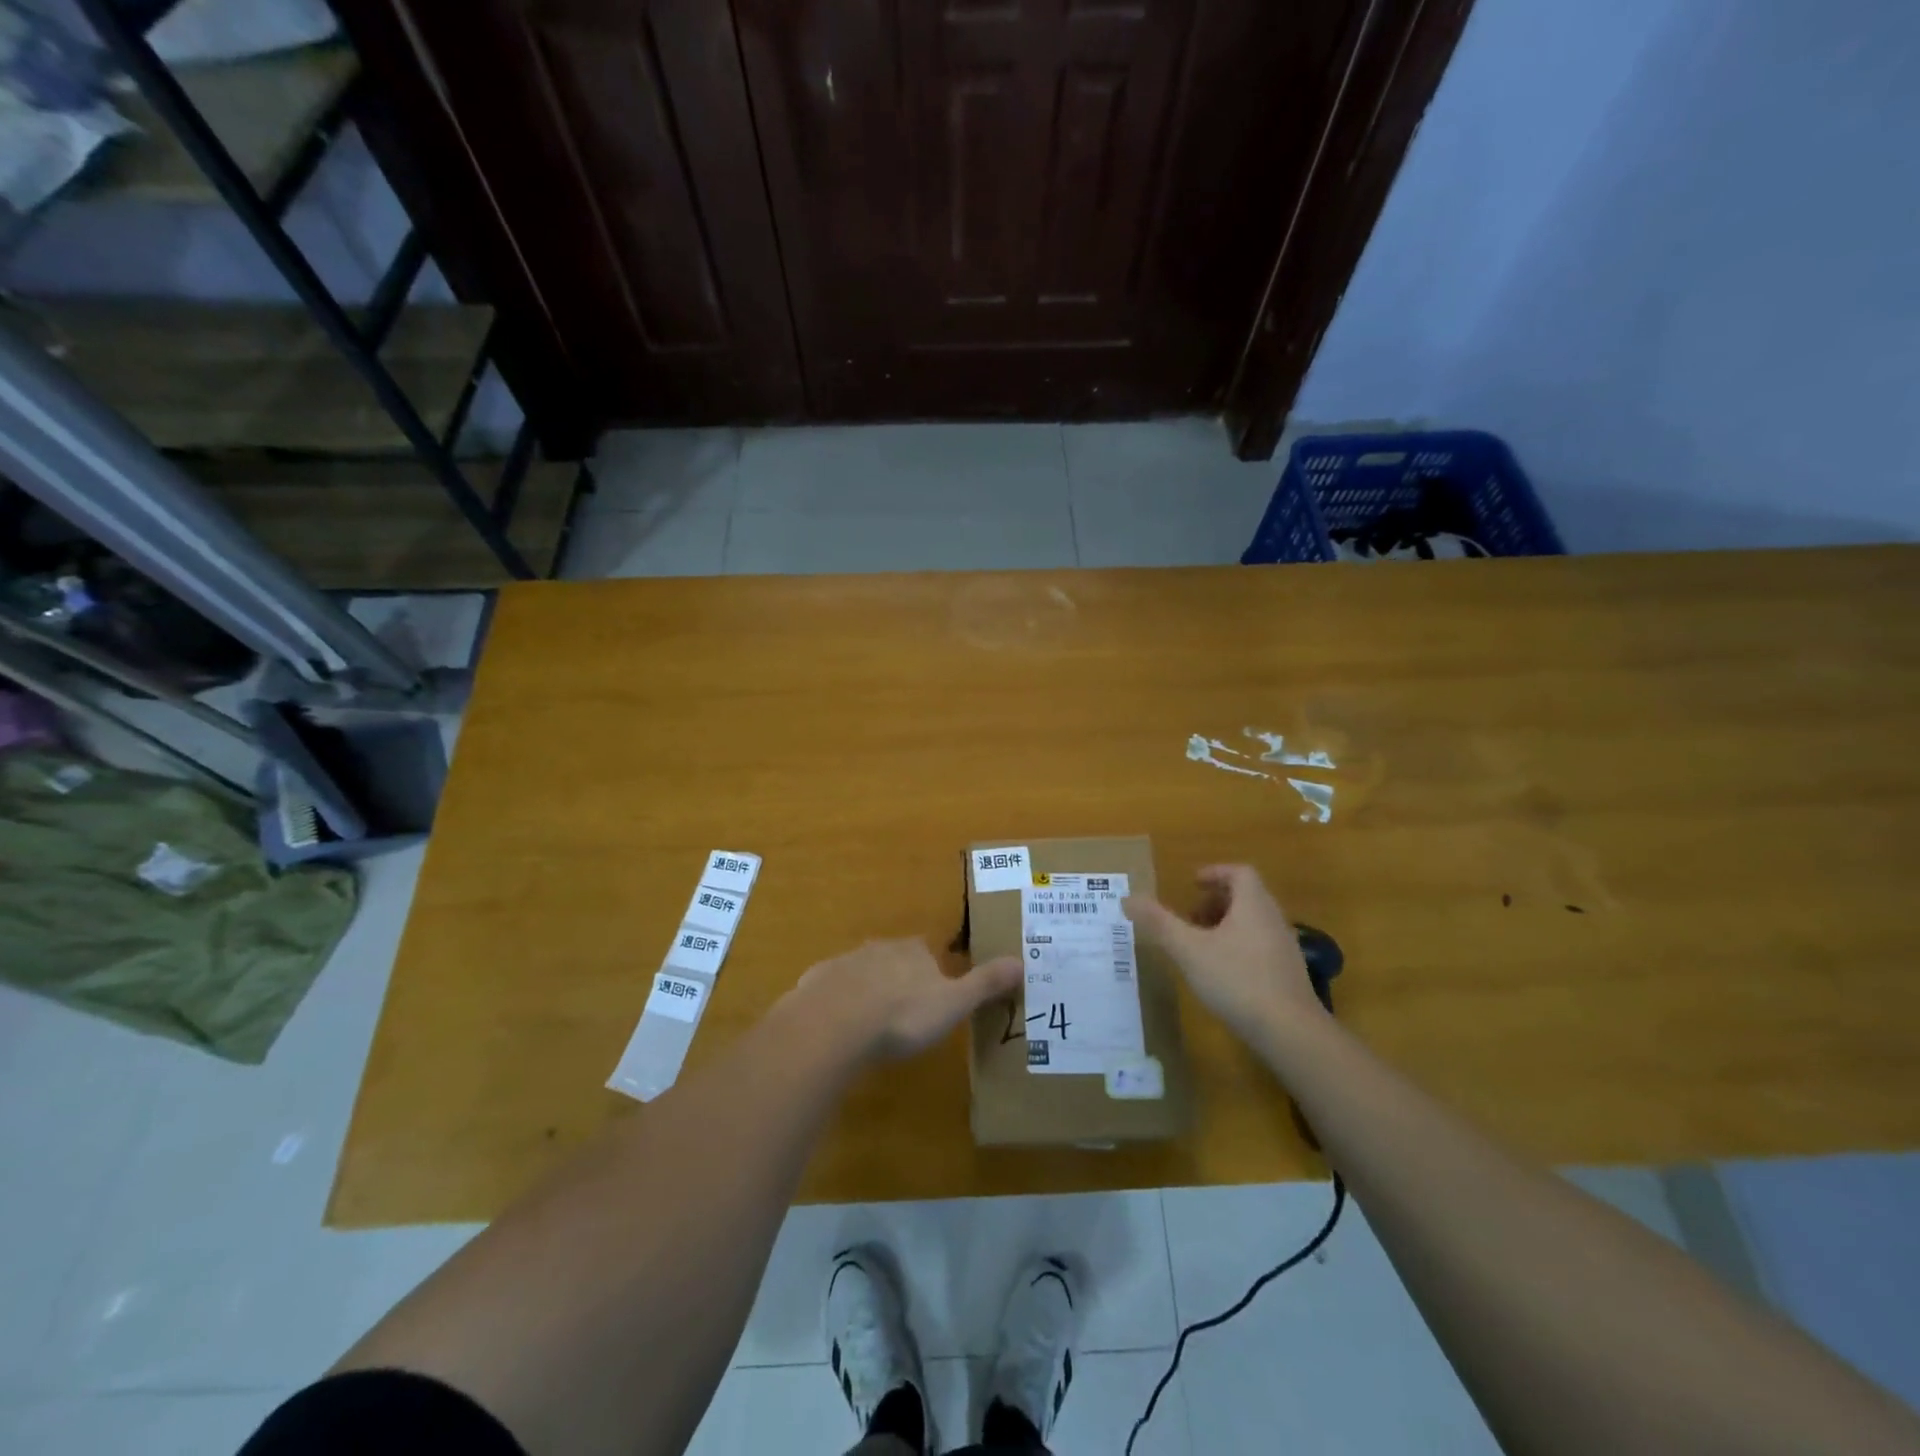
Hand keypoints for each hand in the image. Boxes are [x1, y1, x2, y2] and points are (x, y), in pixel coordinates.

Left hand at [787, 939, 1021, 1061]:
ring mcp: (844, 963)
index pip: (927, 952)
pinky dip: (836, 1004)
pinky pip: (830, 990)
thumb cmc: (902, 1016)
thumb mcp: (953, 1003)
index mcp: (913, 952)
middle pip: (892, 959)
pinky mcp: (816, 983)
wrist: (834, 1024)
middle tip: (903, 1013)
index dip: (932, 971)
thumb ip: (984, 984)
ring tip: (870, 1024)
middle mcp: (878, 949)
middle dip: (898, 979)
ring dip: (866, 991)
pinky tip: (837, 1028)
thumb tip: (1021, 961)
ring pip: (860, 973)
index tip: (934, 994)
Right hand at [1124, 865, 1321, 1044]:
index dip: (1215, 873)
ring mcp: (1285, 948)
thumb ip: (1159, 923)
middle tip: (1190, 916)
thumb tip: (1128, 897)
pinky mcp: (1289, 975)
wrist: (1291, 1032)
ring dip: (1227, 925)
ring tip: (1201, 945)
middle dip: (1216, 901)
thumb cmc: (1237, 980)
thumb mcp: (1189, 950)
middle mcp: (1273, 919)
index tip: (1192, 883)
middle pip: (1247, 896)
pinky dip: (1239, 947)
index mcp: (1253, 905)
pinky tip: (1222, 974)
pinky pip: (1261, 946)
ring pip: (1254, 923)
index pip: (1240, 873)